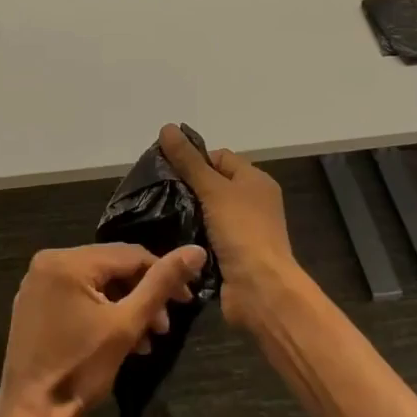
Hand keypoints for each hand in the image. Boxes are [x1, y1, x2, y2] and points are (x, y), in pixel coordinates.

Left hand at [0, 243, 204, 416]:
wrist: (30, 416)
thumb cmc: (80, 370)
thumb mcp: (127, 325)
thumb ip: (161, 284)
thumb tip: (196, 250)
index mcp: (68, 260)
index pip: (129, 255)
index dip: (163, 274)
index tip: (187, 301)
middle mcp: (49, 260)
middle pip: (112, 267)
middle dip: (143, 295)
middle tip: (164, 328)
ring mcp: (38, 282)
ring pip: (97, 282)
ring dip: (126, 306)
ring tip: (147, 340)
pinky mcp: (34, 303)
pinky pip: (78, 294)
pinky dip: (102, 311)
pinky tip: (121, 339)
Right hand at [158, 124, 303, 329]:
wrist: (260, 289)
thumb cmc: (242, 231)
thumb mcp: (213, 189)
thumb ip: (189, 161)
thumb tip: (167, 127)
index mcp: (255, 180)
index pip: (219, 157)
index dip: (194, 158)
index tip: (166, 168)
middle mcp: (252, 202)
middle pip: (212, 185)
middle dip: (186, 187)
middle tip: (155, 191)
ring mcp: (242, 230)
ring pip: (206, 213)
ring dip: (185, 214)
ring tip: (156, 213)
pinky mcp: (231, 254)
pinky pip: (205, 237)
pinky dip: (190, 237)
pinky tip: (168, 237)